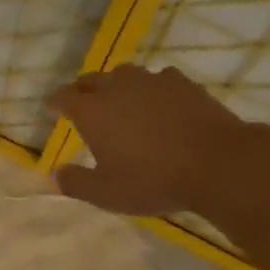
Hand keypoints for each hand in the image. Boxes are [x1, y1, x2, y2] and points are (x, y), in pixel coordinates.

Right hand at [47, 65, 269, 215]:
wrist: (217, 163)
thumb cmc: (153, 180)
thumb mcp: (107, 194)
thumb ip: (77, 183)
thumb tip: (57, 174)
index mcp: (92, 111)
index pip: (63, 98)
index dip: (55, 103)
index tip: (52, 109)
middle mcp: (117, 87)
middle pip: (90, 80)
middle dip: (82, 91)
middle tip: (82, 104)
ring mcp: (151, 81)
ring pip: (124, 74)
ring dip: (115, 85)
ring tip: (120, 101)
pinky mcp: (182, 82)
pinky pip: (158, 79)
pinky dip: (151, 89)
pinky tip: (158, 102)